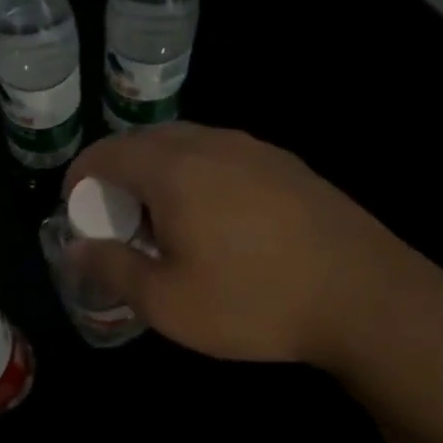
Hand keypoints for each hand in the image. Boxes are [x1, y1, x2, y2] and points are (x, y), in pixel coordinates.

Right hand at [64, 123, 442, 367]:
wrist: (367, 298)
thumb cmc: (253, 301)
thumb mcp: (167, 301)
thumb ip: (112, 268)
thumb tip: (75, 249)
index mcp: (174, 170)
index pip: (106, 152)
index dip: (80, 178)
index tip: (75, 213)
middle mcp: (212, 144)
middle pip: (144, 141)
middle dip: (117, 174)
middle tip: (116, 222)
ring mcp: (256, 150)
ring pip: (186, 145)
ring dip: (158, 174)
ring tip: (163, 223)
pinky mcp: (288, 166)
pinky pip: (222, 157)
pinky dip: (197, 177)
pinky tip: (215, 222)